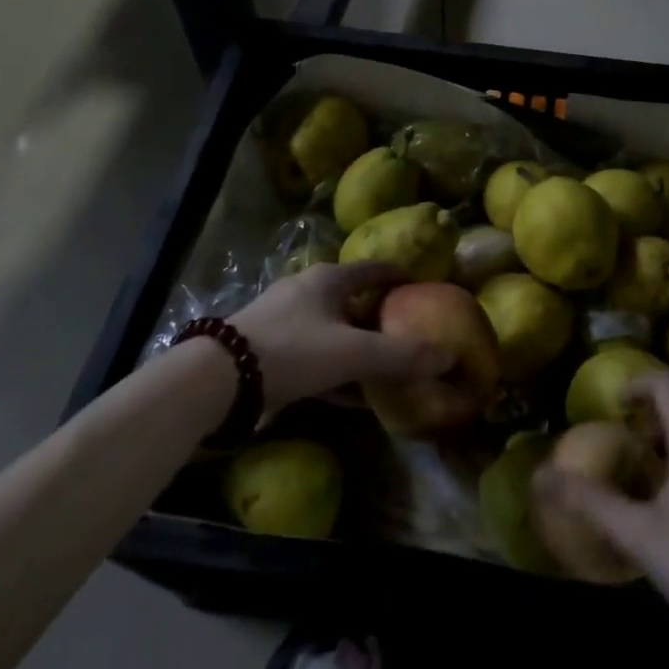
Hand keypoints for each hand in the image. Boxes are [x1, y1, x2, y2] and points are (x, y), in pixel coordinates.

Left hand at [230, 262, 453, 411]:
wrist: (218, 379)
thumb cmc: (293, 350)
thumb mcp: (353, 353)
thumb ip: (400, 356)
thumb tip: (449, 356)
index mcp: (328, 279)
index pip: (374, 269)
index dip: (400, 277)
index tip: (423, 287)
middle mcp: (305, 291)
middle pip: (353, 300)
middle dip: (380, 317)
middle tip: (408, 334)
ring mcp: (283, 321)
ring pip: (333, 331)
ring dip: (358, 348)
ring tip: (385, 369)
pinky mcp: (268, 351)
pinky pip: (314, 358)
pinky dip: (336, 372)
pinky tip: (352, 398)